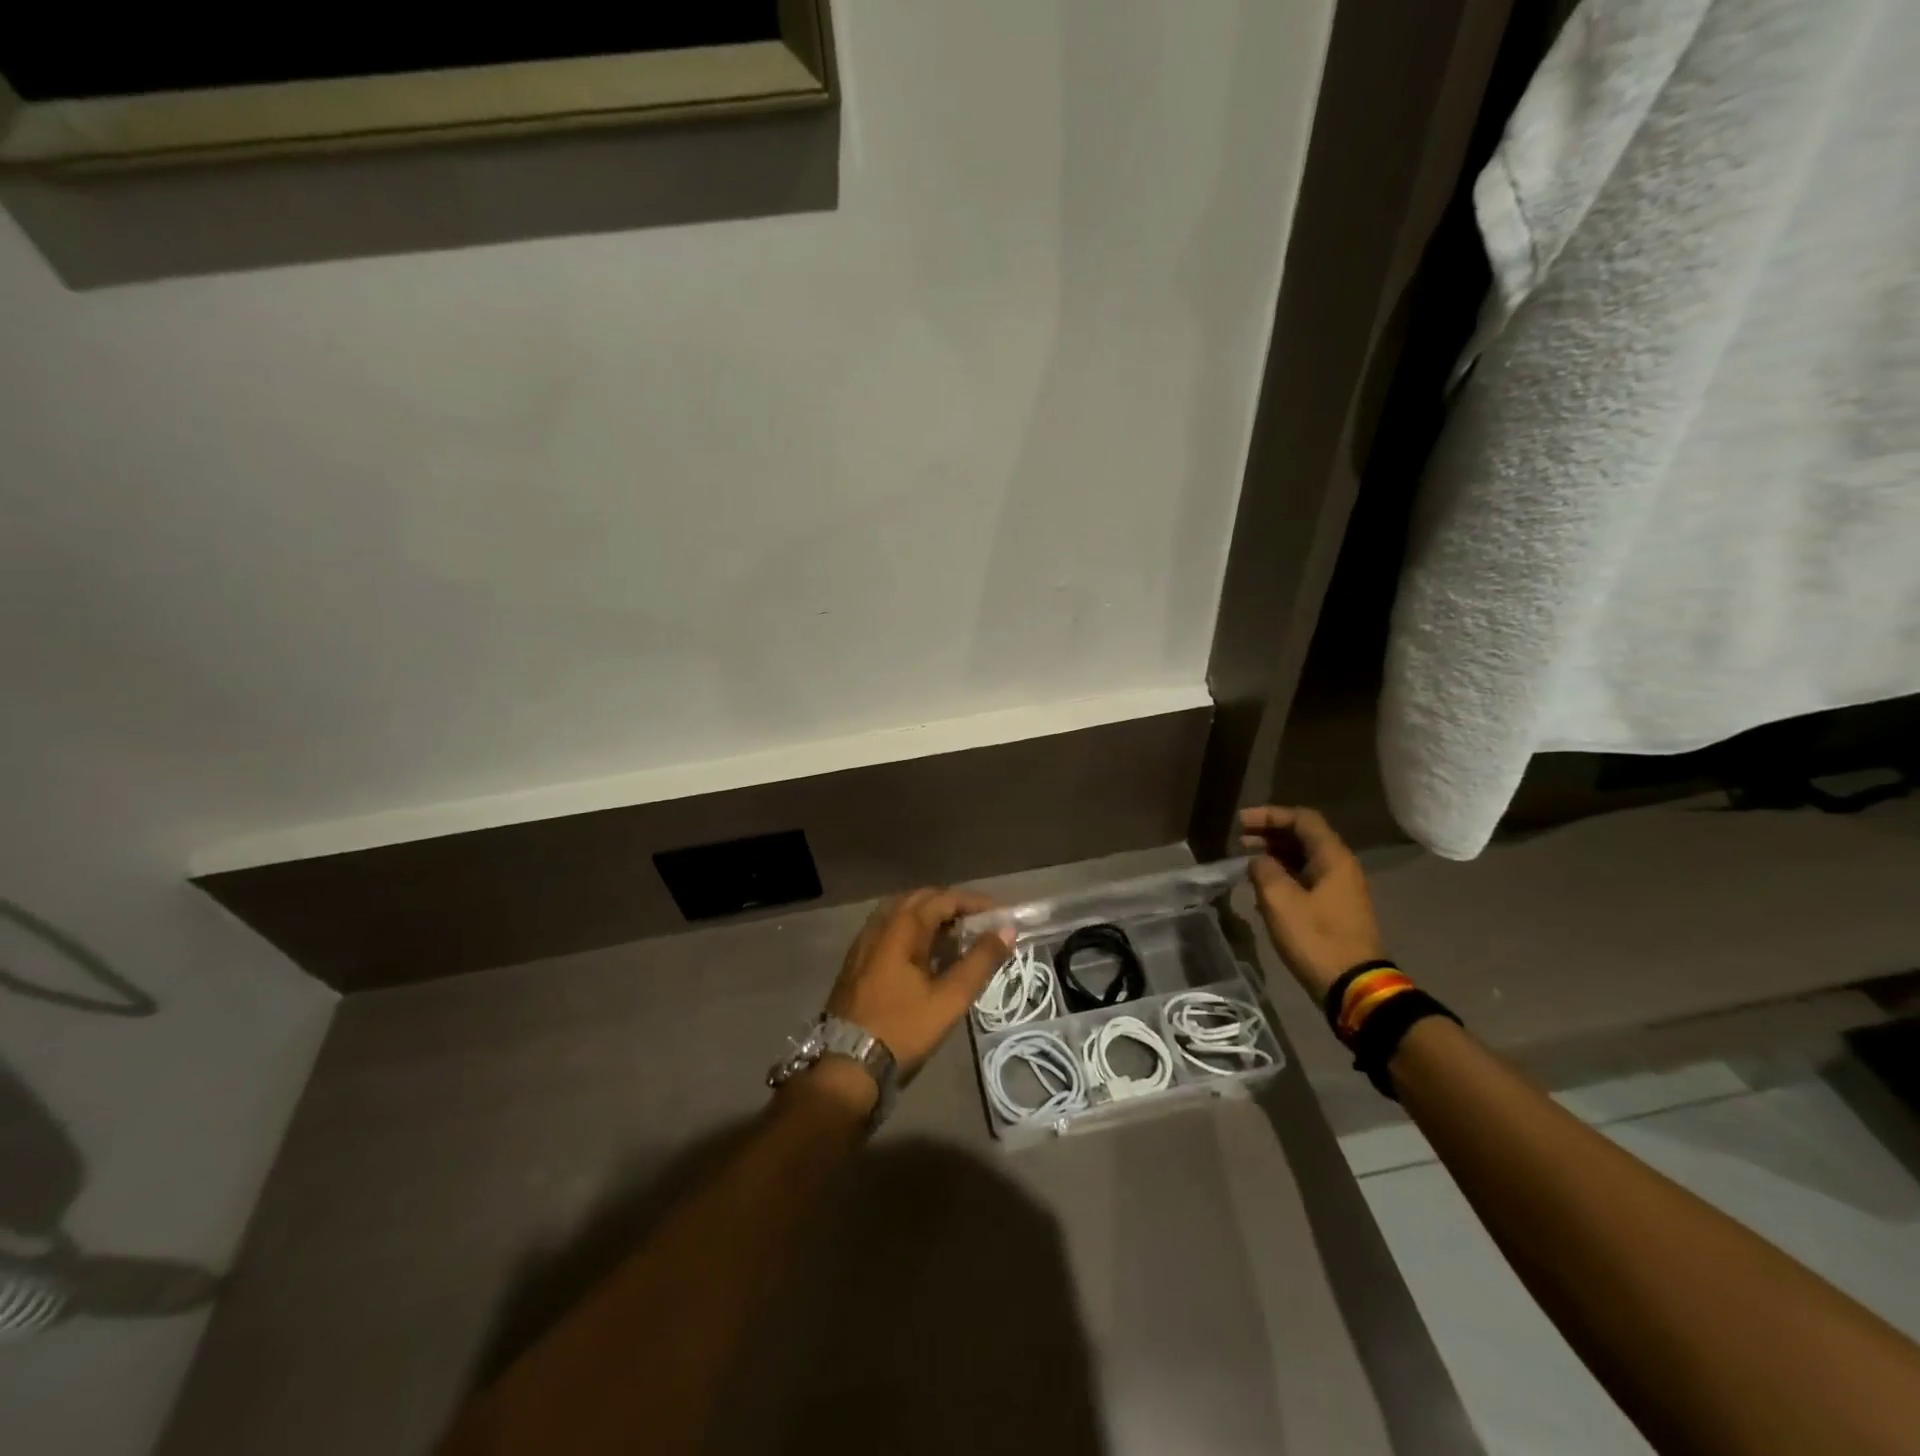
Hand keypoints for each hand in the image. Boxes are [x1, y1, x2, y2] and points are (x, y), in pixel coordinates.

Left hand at [824, 888, 1012, 1077]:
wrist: (846, 1062)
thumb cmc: (902, 1027)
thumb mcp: (949, 998)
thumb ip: (980, 961)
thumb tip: (1006, 930)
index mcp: (902, 927)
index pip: (944, 898)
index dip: (974, 902)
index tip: (998, 914)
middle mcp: (881, 923)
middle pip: (921, 898)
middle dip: (952, 904)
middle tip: (979, 924)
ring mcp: (864, 940)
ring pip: (902, 911)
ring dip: (931, 915)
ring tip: (956, 935)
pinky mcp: (857, 958)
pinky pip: (889, 928)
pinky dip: (912, 928)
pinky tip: (925, 952)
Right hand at [1240, 806, 1384, 1002]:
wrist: (1353, 987)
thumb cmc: (1316, 938)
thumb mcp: (1280, 901)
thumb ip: (1264, 871)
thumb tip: (1258, 861)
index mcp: (1333, 858)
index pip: (1303, 819)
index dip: (1270, 815)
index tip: (1241, 822)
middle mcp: (1341, 867)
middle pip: (1304, 836)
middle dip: (1270, 833)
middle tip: (1239, 839)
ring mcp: (1340, 889)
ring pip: (1304, 858)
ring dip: (1275, 854)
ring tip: (1246, 860)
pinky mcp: (1334, 909)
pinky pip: (1306, 878)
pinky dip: (1283, 874)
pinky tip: (1262, 886)